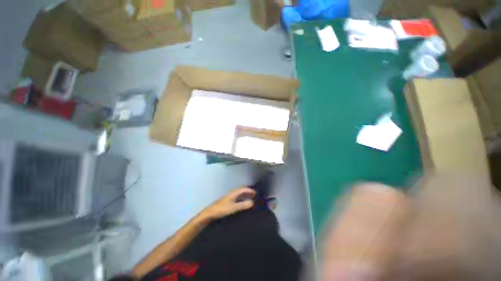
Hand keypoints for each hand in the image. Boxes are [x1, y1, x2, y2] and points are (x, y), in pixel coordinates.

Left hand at [202, 187, 255, 218]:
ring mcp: (229, 197)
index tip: (256, 193)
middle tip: (254, 195)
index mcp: (234, 193)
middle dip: (248, 192)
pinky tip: (242, 202)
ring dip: (245, 195)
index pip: (243, 189)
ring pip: (239, 193)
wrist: (210, 212)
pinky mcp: (227, 201)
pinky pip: (237, 197)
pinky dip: (241, 198)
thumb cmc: (222, 209)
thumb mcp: (234, 207)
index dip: (250, 190)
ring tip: (250, 198)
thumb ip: (243, 205)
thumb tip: (252, 202)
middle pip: (241, 190)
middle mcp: (232, 193)